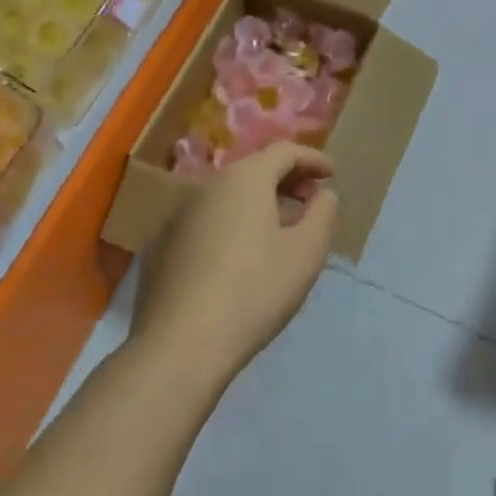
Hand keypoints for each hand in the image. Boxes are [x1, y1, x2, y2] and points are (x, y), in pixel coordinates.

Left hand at [131, 142, 338, 388]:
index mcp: (245, 179)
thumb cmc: (255, 290)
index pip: (284, 151)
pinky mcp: (162, 246)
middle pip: (253, 170)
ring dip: (259, 204)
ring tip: (281, 230)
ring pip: (228, 197)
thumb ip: (323, 214)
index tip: (332, 175)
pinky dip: (232, 225)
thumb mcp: (306, 253)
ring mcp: (178, 215)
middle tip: (311, 200)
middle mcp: (208, 186)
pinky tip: (241, 258)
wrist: (181, 344)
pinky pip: (207, 222)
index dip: (312, 159)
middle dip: (287, 180)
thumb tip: (323, 195)